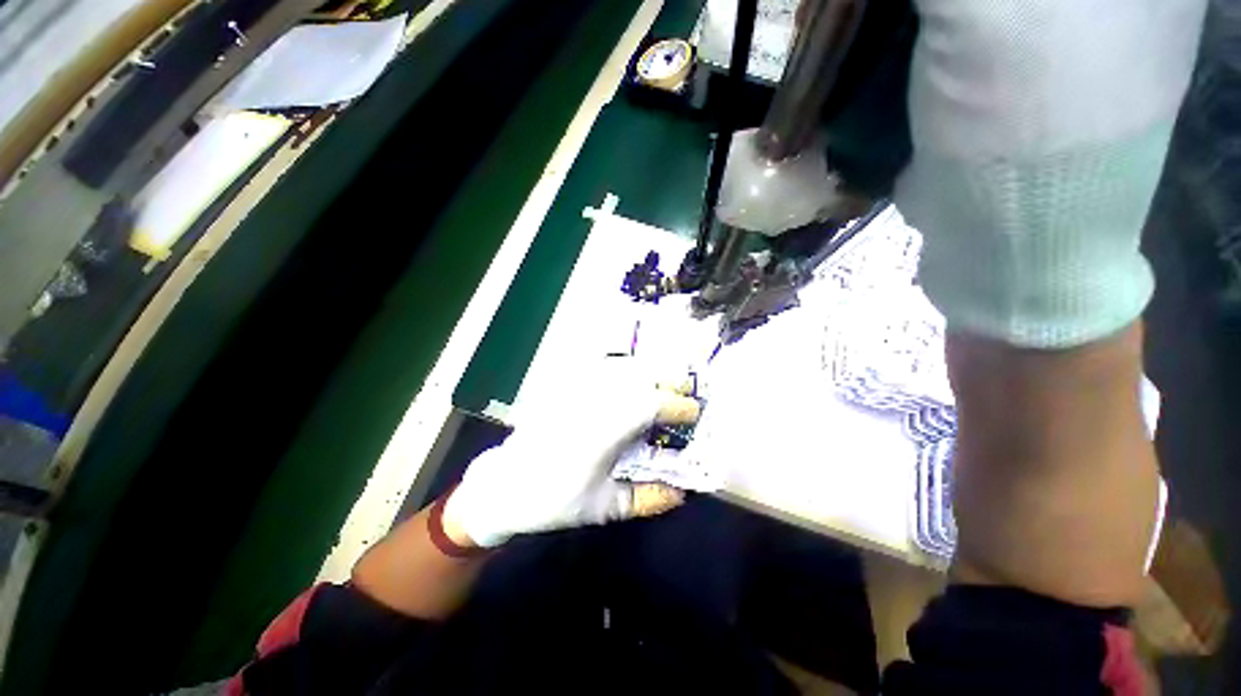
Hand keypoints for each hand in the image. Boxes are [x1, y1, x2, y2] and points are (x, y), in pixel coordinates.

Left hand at [443, 358, 701, 547]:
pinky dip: (623, 370)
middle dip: (668, 382)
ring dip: (649, 374)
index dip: (678, 406)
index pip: (651, 405)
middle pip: (639, 378)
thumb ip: (646, 499)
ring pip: (621, 368)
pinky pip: (600, 369)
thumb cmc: (555, 500)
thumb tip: (681, 494)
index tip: (694, 412)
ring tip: (663, 385)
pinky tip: (631, 379)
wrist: (505, 486)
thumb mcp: (604, 507)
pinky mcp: (565, 388)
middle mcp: (592, 402)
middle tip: (684, 394)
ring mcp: (577, 391)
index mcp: (604, 431)